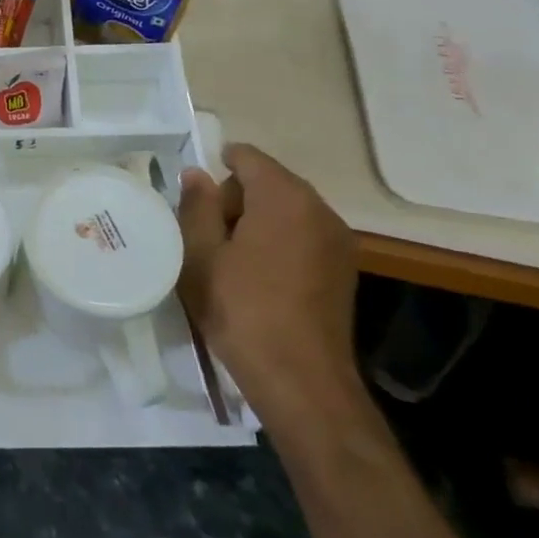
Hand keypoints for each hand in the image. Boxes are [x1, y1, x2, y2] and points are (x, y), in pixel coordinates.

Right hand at [176, 143, 361, 431]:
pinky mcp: (343, 269)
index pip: (247, 157)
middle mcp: (319, 209)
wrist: (300, 380)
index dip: (217, 167)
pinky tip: (258, 276)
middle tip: (207, 235)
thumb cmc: (241, 309)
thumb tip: (197, 174)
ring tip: (230, 258)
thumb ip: (197, 205)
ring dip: (257, 221)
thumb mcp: (200, 254)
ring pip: (286, 210)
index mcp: (284, 198)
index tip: (195, 198)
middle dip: (235, 198)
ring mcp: (337, 241)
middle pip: (269, 181)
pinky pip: (303, 235)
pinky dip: (278, 241)